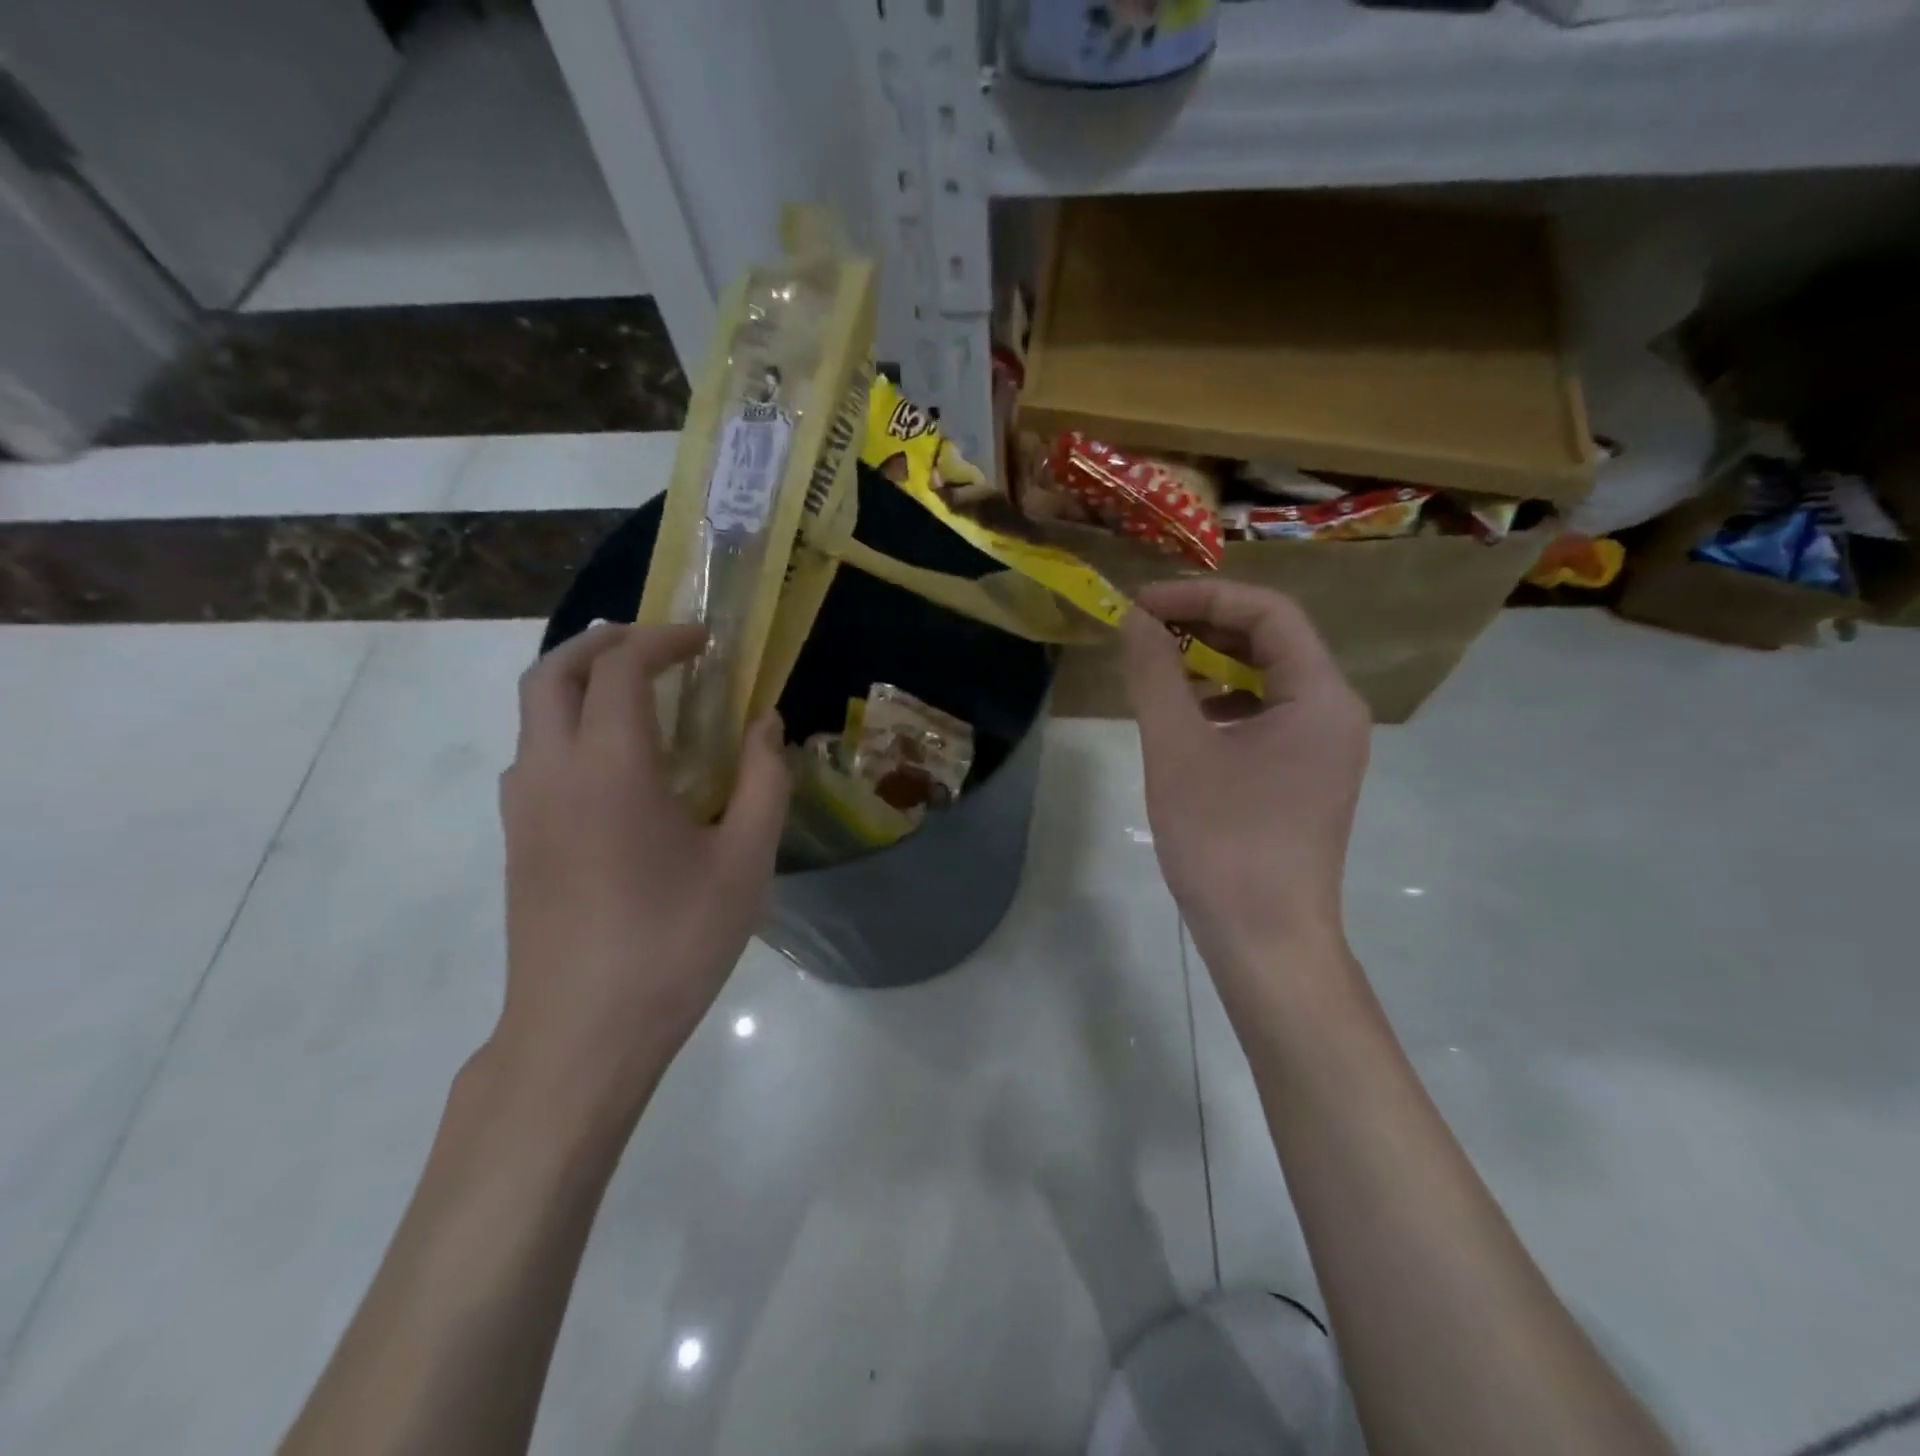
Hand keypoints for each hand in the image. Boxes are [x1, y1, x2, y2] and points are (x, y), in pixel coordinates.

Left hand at [493, 623, 788, 1124]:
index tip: (705, 641)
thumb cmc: (674, 943)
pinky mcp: (518, 841)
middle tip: (656, 643)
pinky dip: (568, 724)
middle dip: (602, 641)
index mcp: (609, 768)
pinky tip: (617, 763)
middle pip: (551, 672)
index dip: (663, 640)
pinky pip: (535, 753)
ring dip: (578, 681)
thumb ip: (763, 782)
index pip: (621, 670)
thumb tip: (766, 725)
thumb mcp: (745, 862)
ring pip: (533, 712)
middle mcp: (550, 772)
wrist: (582, 1035)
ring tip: (637, 692)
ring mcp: (524, 808)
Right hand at [1121, 580, 1369, 1018]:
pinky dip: (1225, 702)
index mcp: (1319, 695)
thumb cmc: (1223, 840)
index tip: (1143, 605)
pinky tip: (1185, 717)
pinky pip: (1268, 715)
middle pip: (1274, 640)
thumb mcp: (1177, 749)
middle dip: (1207, 625)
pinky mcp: (1308, 775)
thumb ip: (1156, 675)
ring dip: (1214, 662)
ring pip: (1269, 678)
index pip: (1268, 611)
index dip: (1202, 596)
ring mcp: (1325, 747)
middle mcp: (1335, 711)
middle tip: (1145, 629)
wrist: (1265, 938)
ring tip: (1159, 667)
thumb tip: (1137, 621)